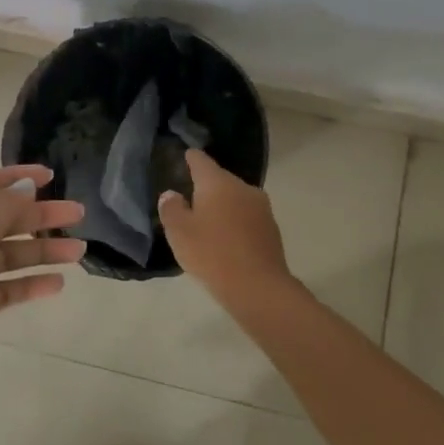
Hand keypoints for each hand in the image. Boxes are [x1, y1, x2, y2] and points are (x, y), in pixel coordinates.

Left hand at [0, 164, 84, 407]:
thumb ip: (3, 204)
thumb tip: (25, 187)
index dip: (17, 177)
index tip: (51, 177)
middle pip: (3, 218)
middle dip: (40, 215)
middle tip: (77, 214)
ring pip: (9, 254)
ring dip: (42, 250)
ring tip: (78, 251)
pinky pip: (7, 287)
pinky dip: (30, 283)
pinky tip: (57, 284)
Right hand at [157, 149, 290, 296]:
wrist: (259, 287)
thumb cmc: (212, 254)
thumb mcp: (179, 232)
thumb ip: (171, 208)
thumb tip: (172, 194)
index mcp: (218, 183)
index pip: (201, 160)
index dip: (190, 158)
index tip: (184, 157)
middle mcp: (242, 187)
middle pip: (220, 179)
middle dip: (206, 186)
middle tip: (190, 198)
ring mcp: (261, 207)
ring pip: (236, 198)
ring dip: (223, 205)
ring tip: (208, 221)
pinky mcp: (271, 228)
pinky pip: (247, 216)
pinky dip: (236, 222)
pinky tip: (227, 239)